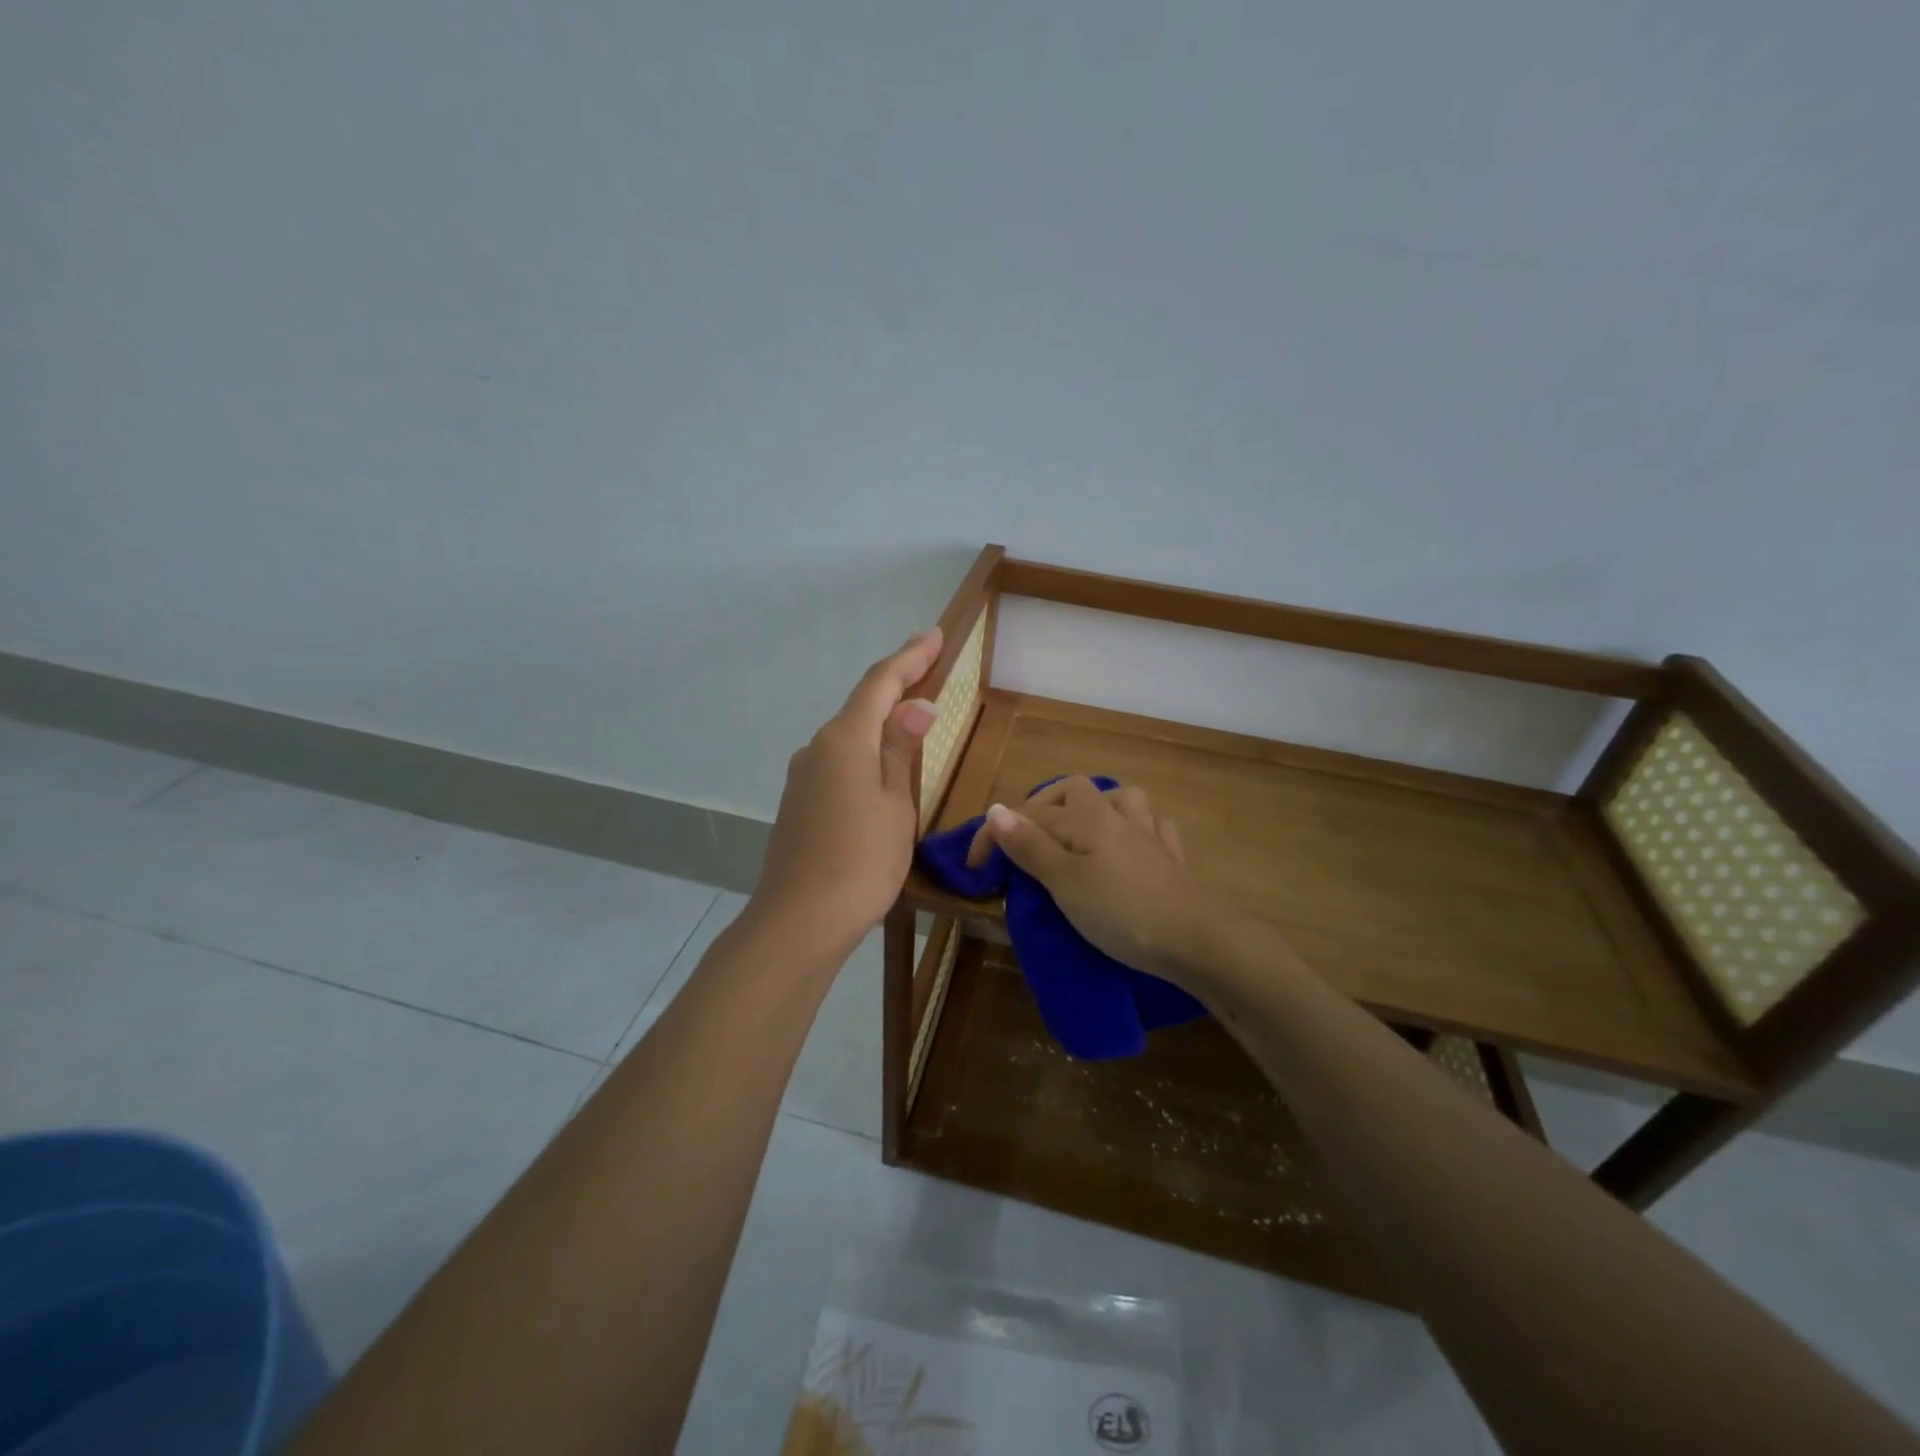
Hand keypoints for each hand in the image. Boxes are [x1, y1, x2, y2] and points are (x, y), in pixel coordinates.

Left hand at [750, 628, 944, 952]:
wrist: (800, 919)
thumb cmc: (862, 859)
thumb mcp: (896, 803)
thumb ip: (902, 750)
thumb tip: (914, 706)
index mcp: (845, 739)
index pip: (880, 682)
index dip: (909, 657)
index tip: (933, 634)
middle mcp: (817, 747)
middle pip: (861, 705)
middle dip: (896, 683)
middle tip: (928, 664)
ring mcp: (803, 775)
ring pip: (849, 735)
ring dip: (880, 720)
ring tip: (911, 714)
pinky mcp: (799, 801)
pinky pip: (838, 761)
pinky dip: (865, 751)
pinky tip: (881, 765)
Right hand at [967, 776, 1216, 982]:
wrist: (1198, 940)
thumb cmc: (1121, 911)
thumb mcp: (1064, 882)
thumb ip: (1029, 846)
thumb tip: (995, 809)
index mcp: (1086, 817)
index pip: (1028, 815)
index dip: (996, 835)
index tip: (975, 869)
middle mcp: (1118, 815)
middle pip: (1076, 791)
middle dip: (1046, 808)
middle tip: (1028, 842)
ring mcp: (1151, 835)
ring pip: (1122, 800)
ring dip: (1098, 808)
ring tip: (1081, 834)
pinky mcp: (1173, 860)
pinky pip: (1154, 829)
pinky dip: (1138, 830)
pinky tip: (1133, 846)